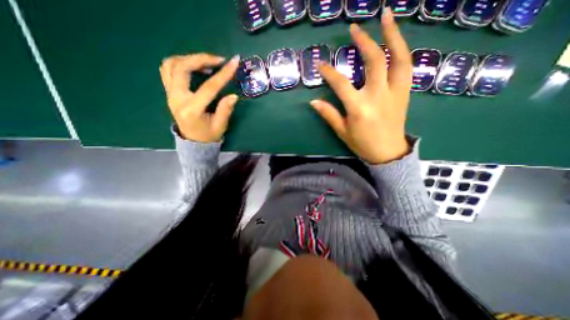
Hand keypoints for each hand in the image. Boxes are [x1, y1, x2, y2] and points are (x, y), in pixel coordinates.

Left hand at [160, 53, 239, 141]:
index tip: (234, 63)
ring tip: (207, 62)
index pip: (208, 87)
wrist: (193, 142)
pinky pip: (168, 69)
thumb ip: (225, 110)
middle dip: (201, 59)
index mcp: (192, 110)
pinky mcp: (169, 92)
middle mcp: (177, 98)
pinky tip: (195, 66)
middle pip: (182, 68)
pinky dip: (181, 62)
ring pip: (171, 64)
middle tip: (219, 60)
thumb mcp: (220, 126)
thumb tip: (234, 96)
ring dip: (190, 58)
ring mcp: (170, 94)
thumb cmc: (208, 136)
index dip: (223, 74)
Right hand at [311, 9, 410, 164]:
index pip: (341, 84)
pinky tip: (396, 41)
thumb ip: (329, 114)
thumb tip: (313, 102)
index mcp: (359, 108)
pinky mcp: (405, 93)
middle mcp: (378, 96)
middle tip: (354, 28)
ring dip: (393, 35)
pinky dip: (401, 50)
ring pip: (398, 58)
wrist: (388, 152)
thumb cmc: (362, 144)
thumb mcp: (342, 131)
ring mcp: (395, 92)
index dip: (329, 72)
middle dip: (363, 42)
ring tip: (387, 17)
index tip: (320, 64)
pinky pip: (406, 67)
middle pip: (374, 62)